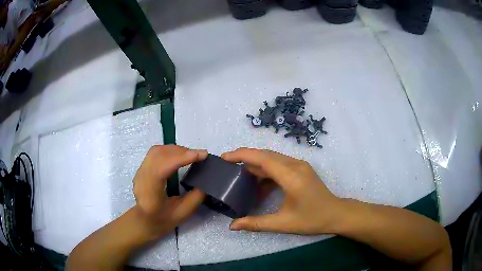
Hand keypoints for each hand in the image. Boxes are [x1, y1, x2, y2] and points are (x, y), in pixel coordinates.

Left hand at [133, 145, 207, 238]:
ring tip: (190, 155)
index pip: (162, 168)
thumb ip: (196, 197)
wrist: (144, 220)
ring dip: (175, 149)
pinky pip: (155, 152)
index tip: (202, 155)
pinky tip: (179, 156)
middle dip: (181, 151)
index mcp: (150, 193)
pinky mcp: (142, 168)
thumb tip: (207, 180)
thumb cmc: (162, 220)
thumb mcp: (183, 213)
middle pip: (159, 155)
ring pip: (157, 151)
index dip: (182, 158)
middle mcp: (141, 178)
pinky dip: (169, 150)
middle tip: (199, 156)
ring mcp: (140, 171)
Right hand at [221, 148, 343, 234]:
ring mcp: (299, 165)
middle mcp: (295, 165)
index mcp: (292, 177)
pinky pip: (279, 164)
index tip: (225, 157)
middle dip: (245, 157)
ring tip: (238, 174)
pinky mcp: (300, 169)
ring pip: (272, 158)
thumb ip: (256, 223)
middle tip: (227, 164)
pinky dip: (265, 171)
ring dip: (255, 164)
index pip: (263, 159)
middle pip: (266, 155)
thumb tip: (232, 226)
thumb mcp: (283, 223)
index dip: (242, 155)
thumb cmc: (312, 219)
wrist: (335, 214)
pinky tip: (258, 184)